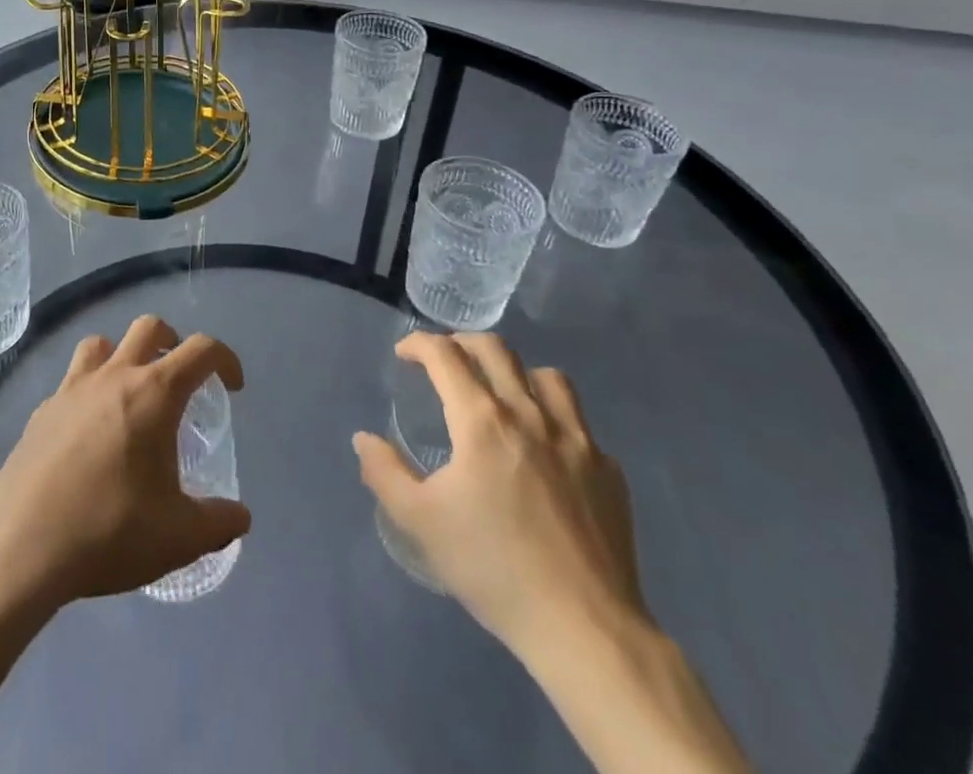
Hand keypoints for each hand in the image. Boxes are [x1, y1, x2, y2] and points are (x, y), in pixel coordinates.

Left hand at [0, 315, 250, 610]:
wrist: (20, 545)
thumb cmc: (109, 531)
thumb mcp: (178, 538)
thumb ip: (218, 523)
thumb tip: (240, 517)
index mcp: (154, 393)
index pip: (200, 350)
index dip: (225, 359)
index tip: (232, 386)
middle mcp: (114, 376)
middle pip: (149, 327)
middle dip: (172, 342)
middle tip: (181, 379)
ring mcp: (72, 389)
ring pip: (101, 343)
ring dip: (122, 356)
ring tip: (130, 394)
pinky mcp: (41, 411)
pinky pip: (71, 381)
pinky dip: (88, 391)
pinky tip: (88, 434)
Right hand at [354, 332, 645, 662]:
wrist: (585, 628)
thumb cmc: (494, 569)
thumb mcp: (421, 522)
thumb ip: (385, 472)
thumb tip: (364, 439)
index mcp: (482, 421)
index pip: (445, 355)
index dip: (419, 344)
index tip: (404, 354)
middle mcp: (530, 415)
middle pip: (495, 349)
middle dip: (462, 342)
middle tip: (445, 359)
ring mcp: (577, 440)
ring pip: (546, 376)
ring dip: (516, 372)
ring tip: (501, 392)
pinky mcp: (608, 470)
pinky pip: (579, 423)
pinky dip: (554, 418)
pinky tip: (546, 449)